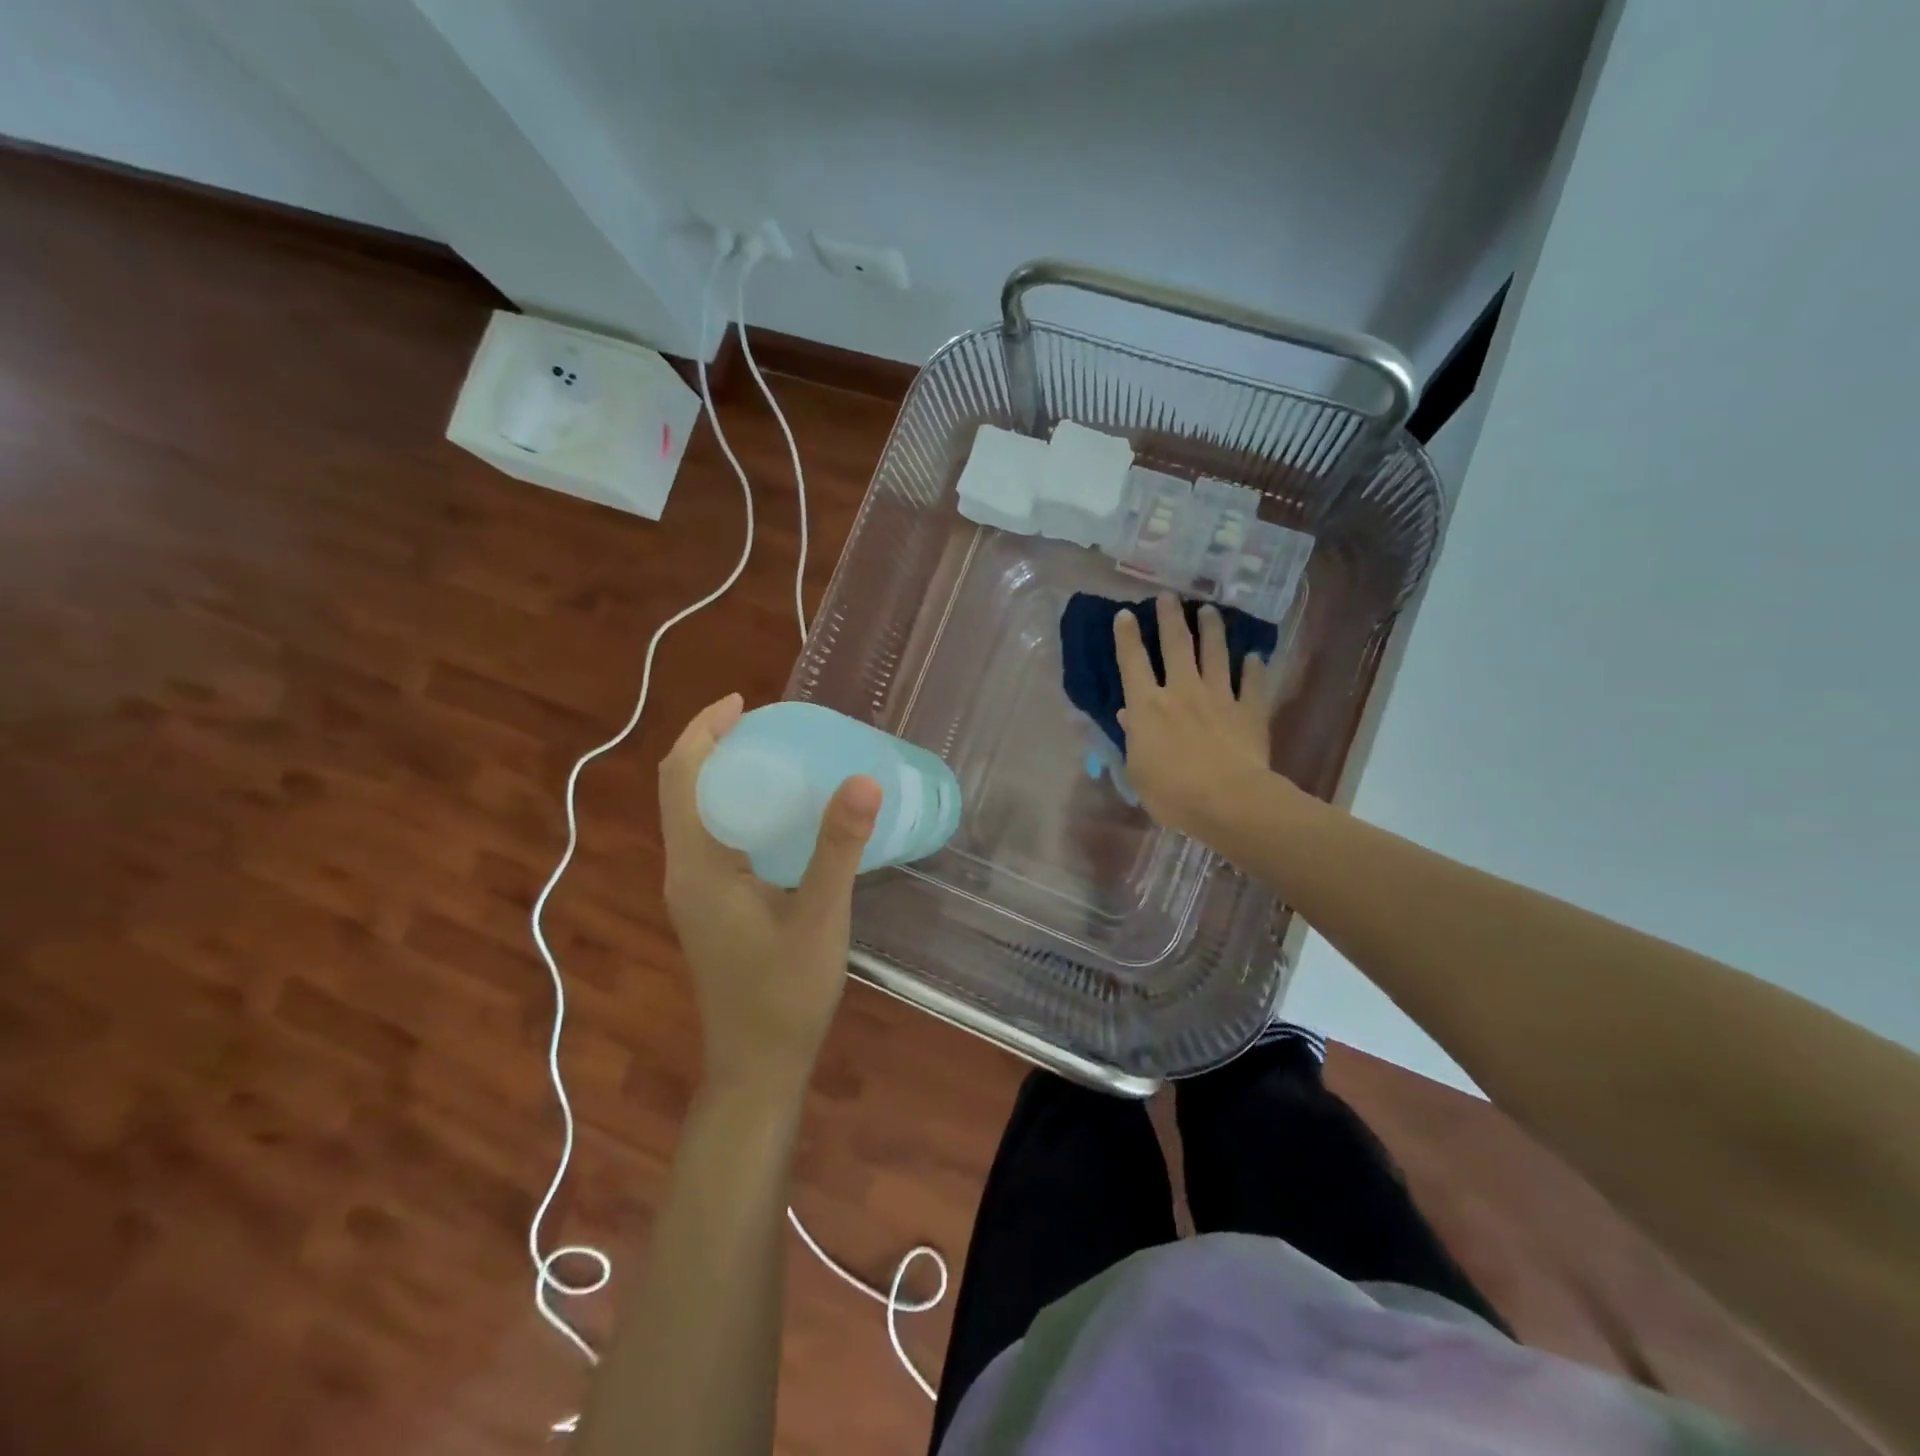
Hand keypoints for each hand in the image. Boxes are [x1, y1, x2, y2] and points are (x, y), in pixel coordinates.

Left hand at [657, 694, 881, 1096]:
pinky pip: (714, 836)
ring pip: (697, 813)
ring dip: (725, 775)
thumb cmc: (784, 995)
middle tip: (771, 724)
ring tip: (777, 754)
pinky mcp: (711, 906)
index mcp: (697, 866)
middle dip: (715, 746)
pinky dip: (738, 806)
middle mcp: (684, 871)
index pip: (681, 778)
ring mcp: (695, 891)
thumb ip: (838, 848)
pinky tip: (781, 813)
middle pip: (684, 789)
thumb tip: (863, 779)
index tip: (744, 703)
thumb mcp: (819, 918)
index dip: (704, 732)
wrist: (757, 1068)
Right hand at [1115, 594, 1281, 840]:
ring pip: (1215, 654)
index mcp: (1147, 706)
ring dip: (1212, 630)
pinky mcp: (1249, 711)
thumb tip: (1128, 715)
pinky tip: (1255, 656)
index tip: (1125, 614)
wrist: (1228, 800)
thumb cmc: (1172, 792)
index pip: (1133, 663)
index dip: (1127, 637)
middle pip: (1176, 645)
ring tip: (1210, 610)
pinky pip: (1252, 684)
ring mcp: (1219, 697)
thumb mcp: (1138, 770)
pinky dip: (1254, 668)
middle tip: (1169, 596)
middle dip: (1170, 617)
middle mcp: (1182, 691)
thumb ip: (1133, 738)